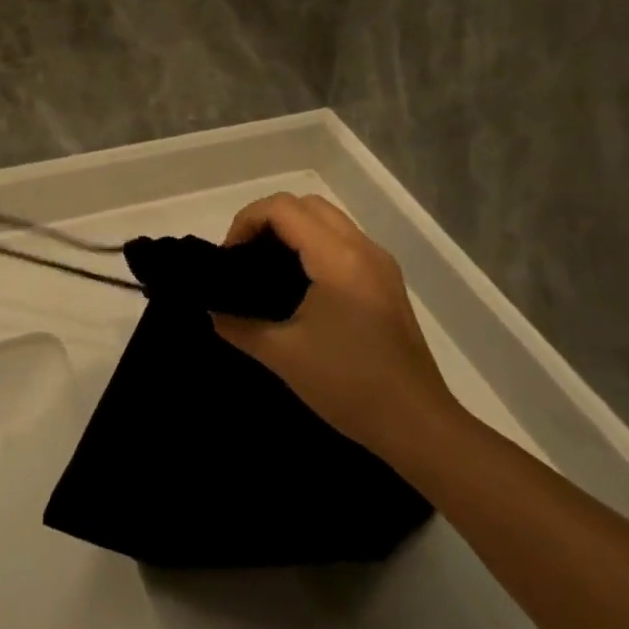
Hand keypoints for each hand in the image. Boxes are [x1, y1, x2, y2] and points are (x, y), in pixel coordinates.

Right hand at [210, 194, 465, 468]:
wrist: (416, 425)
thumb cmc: (348, 385)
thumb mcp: (282, 355)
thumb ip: (239, 325)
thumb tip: (213, 310)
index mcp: (337, 258)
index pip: (283, 208)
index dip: (246, 221)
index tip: (228, 258)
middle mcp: (362, 248)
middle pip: (306, 204)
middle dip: (267, 220)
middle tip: (243, 257)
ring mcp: (379, 264)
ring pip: (327, 220)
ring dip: (291, 230)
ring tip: (264, 268)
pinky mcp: (386, 282)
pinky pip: (343, 241)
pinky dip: (313, 245)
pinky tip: (297, 284)